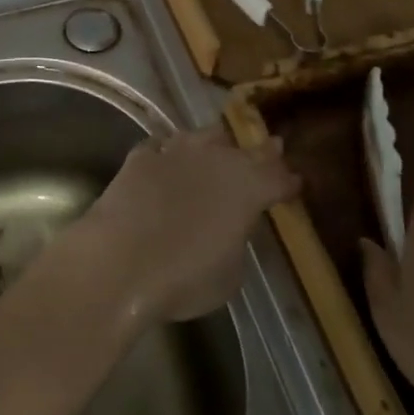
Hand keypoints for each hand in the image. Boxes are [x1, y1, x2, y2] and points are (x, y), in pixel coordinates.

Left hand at [76, 127, 299, 324]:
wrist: (119, 262)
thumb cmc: (184, 278)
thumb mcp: (230, 274)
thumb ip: (237, 239)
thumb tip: (231, 227)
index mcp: (248, 188)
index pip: (278, 177)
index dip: (288, 180)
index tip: (294, 182)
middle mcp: (216, 159)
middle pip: (246, 148)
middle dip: (261, 151)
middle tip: (271, 149)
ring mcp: (176, 151)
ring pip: (203, 136)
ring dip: (215, 144)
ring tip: (217, 149)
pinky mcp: (141, 156)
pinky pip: (161, 146)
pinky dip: (168, 153)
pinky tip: (165, 160)